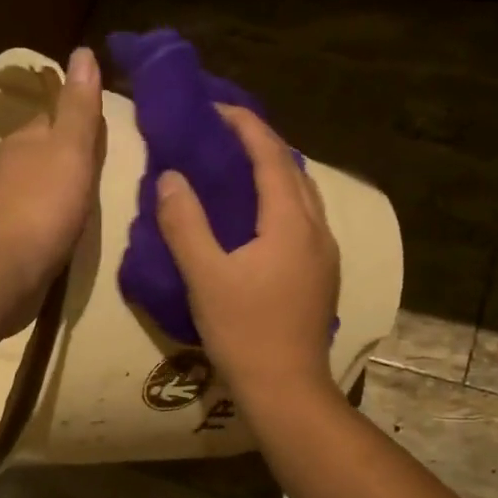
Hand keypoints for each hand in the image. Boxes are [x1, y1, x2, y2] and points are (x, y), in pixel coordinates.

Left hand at [0, 46, 104, 330]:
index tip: (111, 129)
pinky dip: (59, 226)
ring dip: (67, 195)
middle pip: (50, 156)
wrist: (1, 273)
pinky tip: (77, 235)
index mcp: (27, 141)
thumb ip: (79, 108)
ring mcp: (10, 210)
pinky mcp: (12, 246)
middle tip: (114, 169)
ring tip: (103, 204)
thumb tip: (82, 52)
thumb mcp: (70, 149)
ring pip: (45, 192)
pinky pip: (43, 227)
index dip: (81, 120)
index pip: (56, 119)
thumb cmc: (41, 206)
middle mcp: (14, 171)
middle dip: (75, 160)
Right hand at [156, 106, 340, 403]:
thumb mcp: (204, 276)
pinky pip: (302, 221)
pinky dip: (279, 204)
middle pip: (293, 170)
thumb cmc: (244, 332)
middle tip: (221, 137)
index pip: (271, 155)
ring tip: (236, 171)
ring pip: (302, 197)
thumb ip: (185, 223)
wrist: (286, 389)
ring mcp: (325, 254)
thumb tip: (171, 177)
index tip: (215, 108)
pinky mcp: (322, 276)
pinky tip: (256, 220)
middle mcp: (317, 229)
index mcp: (290, 221)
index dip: (244, 125)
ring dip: (273, 175)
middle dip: (260, 145)